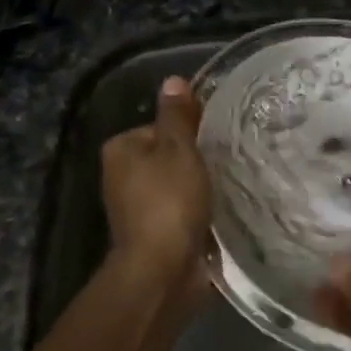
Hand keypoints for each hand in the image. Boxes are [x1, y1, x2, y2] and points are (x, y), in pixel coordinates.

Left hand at [100, 76, 211, 298]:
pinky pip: (182, 211)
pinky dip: (199, 211)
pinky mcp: (155, 234)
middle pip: (168, 156)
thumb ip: (178, 115)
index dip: (190, 130)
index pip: (159, 127)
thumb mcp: (179, 149)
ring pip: (177, 185)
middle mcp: (122, 177)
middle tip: (227, 161)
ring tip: (230, 185)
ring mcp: (137, 208)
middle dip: (196, 160)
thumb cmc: (169, 201)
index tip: (215, 139)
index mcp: (120, 149)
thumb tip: (173, 80)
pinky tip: (222, 211)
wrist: (163, 270)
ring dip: (200, 188)